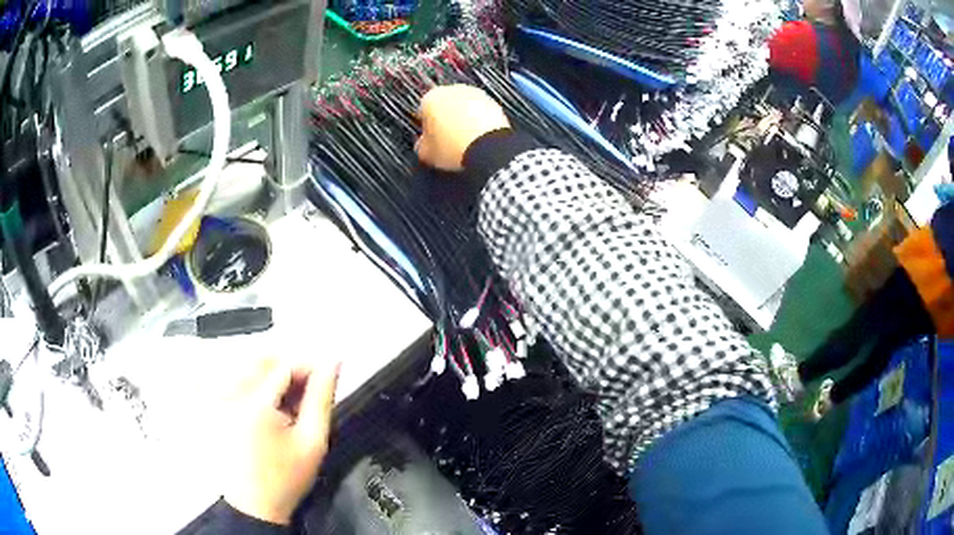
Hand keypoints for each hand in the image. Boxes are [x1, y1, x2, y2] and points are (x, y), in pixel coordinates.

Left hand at [224, 358, 339, 524]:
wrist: (255, 505)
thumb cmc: (286, 477)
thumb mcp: (312, 441)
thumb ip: (322, 399)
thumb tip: (332, 363)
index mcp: (254, 405)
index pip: (284, 366)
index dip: (308, 367)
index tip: (325, 377)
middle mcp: (230, 395)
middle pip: (262, 361)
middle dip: (289, 369)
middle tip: (307, 392)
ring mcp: (219, 399)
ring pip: (248, 367)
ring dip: (273, 375)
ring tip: (289, 402)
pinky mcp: (215, 406)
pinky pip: (235, 379)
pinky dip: (256, 384)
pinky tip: (268, 405)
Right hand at [416, 85, 510, 171]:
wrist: (487, 147)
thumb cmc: (453, 147)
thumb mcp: (427, 153)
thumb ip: (421, 145)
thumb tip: (423, 145)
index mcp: (431, 98)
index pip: (423, 110)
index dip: (426, 126)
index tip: (430, 138)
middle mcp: (452, 90)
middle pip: (445, 105)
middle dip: (445, 119)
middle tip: (447, 139)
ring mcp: (475, 94)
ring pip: (464, 107)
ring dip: (463, 119)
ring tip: (464, 140)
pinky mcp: (493, 102)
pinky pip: (481, 112)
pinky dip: (479, 121)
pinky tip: (478, 137)